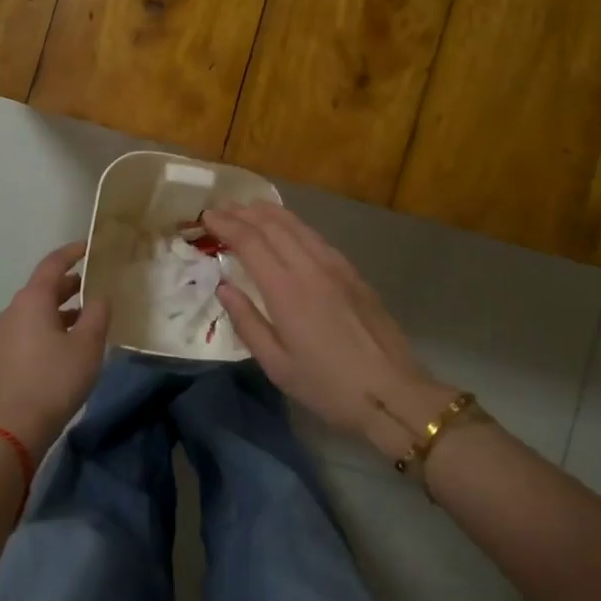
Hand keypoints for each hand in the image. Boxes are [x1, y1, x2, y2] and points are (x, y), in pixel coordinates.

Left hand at [0, 241, 108, 459]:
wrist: (14, 427)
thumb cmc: (54, 378)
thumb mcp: (88, 344)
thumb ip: (98, 313)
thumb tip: (98, 297)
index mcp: (32, 299)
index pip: (53, 263)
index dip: (73, 252)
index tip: (91, 247)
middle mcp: (14, 309)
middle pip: (44, 286)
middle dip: (71, 283)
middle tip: (97, 283)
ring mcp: (6, 333)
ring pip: (38, 309)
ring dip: (63, 308)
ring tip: (90, 315)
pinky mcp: (6, 355)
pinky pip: (32, 327)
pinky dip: (53, 324)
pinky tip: (72, 341)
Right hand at [202, 204, 448, 450]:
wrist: (393, 392)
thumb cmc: (328, 386)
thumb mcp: (277, 365)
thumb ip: (247, 322)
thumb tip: (224, 288)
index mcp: (286, 290)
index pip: (250, 242)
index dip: (226, 224)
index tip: (207, 216)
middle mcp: (310, 267)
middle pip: (273, 225)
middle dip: (244, 212)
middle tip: (222, 209)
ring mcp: (335, 266)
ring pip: (297, 225)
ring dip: (269, 212)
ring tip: (248, 208)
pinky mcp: (352, 272)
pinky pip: (316, 236)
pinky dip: (293, 224)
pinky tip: (288, 229)